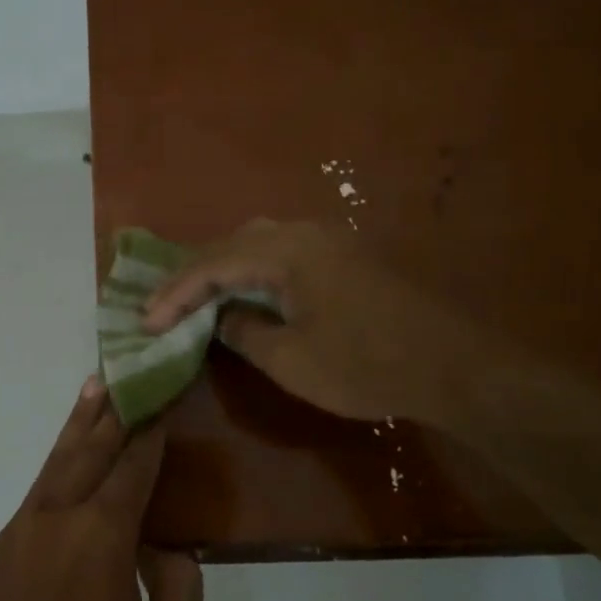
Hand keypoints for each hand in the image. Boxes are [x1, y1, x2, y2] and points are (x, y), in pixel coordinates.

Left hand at [0, 377, 202, 600]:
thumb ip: (181, 592)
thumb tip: (167, 552)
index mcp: (103, 533)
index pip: (134, 467)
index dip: (151, 432)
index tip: (161, 401)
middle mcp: (59, 515)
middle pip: (90, 448)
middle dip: (113, 410)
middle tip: (124, 373)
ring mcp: (20, 530)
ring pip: (56, 463)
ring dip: (77, 425)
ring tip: (90, 389)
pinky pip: (33, 499)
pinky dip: (53, 472)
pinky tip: (60, 472)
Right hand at [143, 219, 491, 425]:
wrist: (454, 367)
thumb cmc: (366, 364)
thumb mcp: (291, 359)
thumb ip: (244, 332)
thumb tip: (222, 318)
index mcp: (285, 250)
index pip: (212, 265)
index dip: (174, 294)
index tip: (146, 322)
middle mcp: (302, 233)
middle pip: (231, 245)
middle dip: (192, 276)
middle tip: (162, 306)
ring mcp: (327, 241)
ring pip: (256, 244)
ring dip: (221, 270)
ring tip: (193, 297)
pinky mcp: (344, 258)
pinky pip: (281, 254)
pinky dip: (251, 272)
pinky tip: (243, 292)